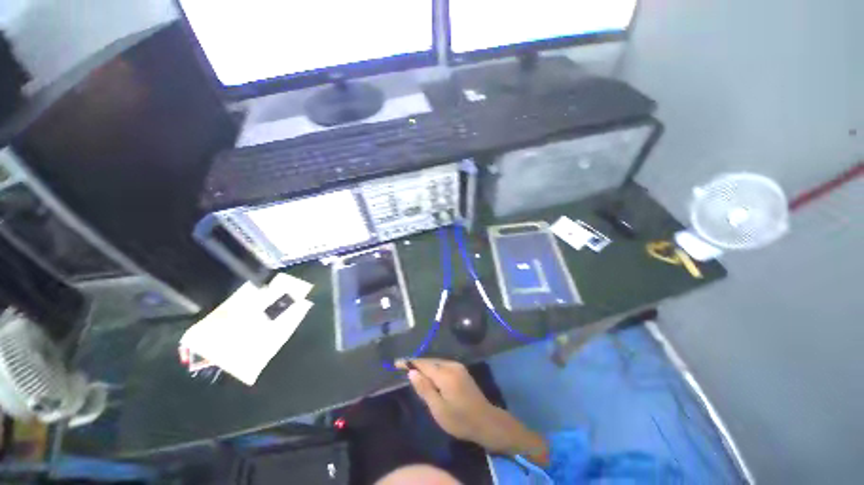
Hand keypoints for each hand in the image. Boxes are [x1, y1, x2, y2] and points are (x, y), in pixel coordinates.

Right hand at [396, 358, 548, 464]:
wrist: (486, 421)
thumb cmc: (460, 420)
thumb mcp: (439, 409)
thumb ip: (425, 389)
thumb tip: (412, 373)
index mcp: (445, 374)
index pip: (423, 364)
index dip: (409, 362)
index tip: (396, 363)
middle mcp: (451, 365)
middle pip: (429, 361)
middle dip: (416, 363)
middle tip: (402, 367)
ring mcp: (458, 367)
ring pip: (436, 362)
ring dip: (424, 365)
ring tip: (412, 371)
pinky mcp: (461, 370)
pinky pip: (443, 365)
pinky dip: (433, 368)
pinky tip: (428, 375)